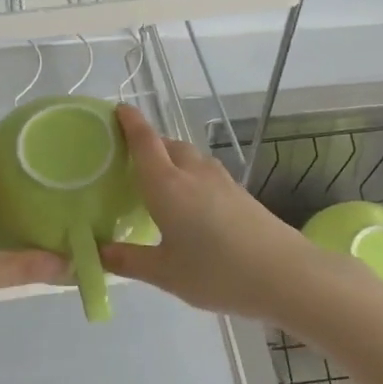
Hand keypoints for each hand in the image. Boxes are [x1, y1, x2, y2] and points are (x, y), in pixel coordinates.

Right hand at [100, 104, 325, 321]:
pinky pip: (205, 172)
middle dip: (148, 145)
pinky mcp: (239, 192)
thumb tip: (98, 252)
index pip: (144, 142)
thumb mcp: (165, 273)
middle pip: (167, 145)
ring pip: (189, 157)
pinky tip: (190, 201)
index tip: (118, 109)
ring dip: (171, 159)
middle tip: (129, 160)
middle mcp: (193, 173)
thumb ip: (129, 260)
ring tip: (159, 181)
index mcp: (167, 185)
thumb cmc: (217, 272)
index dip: (130, 122)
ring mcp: (221, 180)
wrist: (284, 274)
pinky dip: (190, 175)